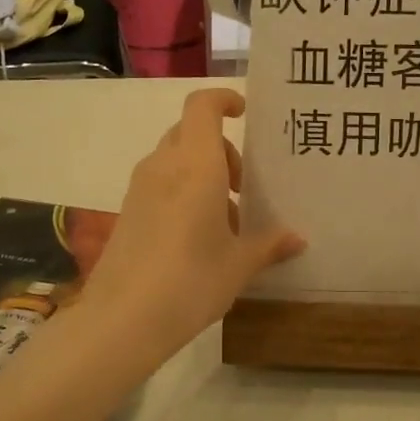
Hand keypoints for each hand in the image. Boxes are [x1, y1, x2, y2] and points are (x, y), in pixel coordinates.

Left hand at [85, 89, 303, 349]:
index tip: (244, 113)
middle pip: (190, 132)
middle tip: (242, 186)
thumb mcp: (239, 264)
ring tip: (225, 220)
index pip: (202, 106)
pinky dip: (182, 192)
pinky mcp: (127, 212)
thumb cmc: (191, 280)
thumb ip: (269, 245)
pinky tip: (198, 237)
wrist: (122, 320)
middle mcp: (164, 166)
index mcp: (196, 165)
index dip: (222, 100)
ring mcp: (140, 189)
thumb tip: (297, 239)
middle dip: (221, 149)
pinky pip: (160, 184)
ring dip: (201, 173)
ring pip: (174, 160)